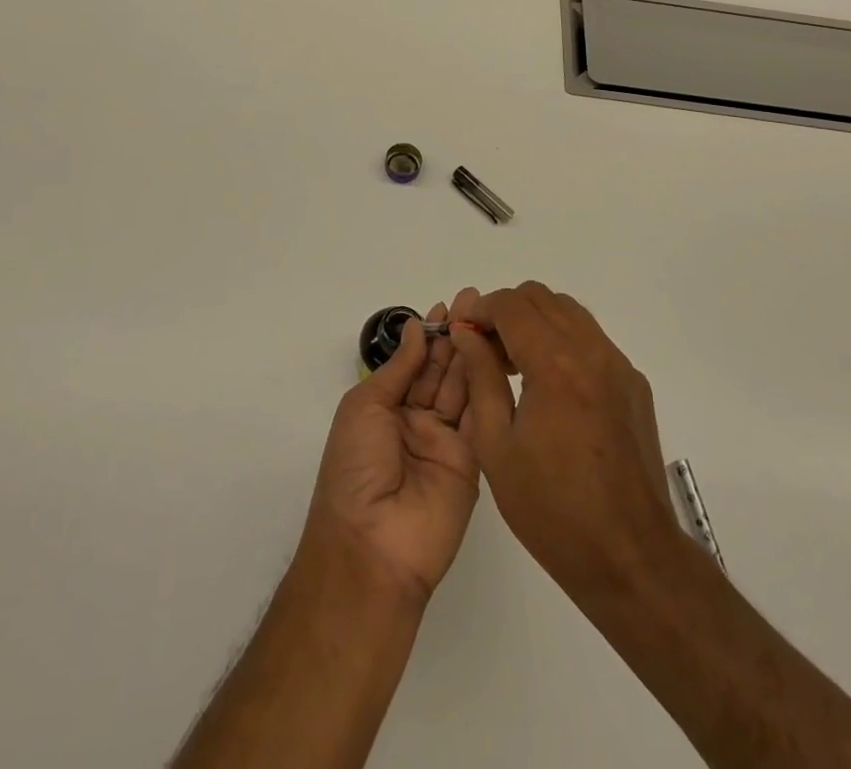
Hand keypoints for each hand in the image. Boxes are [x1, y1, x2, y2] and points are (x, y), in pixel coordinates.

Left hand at [300, 304, 478, 602]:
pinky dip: (488, 387)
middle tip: (476, 301)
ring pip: (462, 389)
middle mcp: (417, 422)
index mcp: (385, 409)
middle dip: (455, 336)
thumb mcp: (365, 408)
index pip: (414, 363)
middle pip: (441, 371)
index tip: (448, 305)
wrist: (371, 547)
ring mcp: (446, 442)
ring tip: (488, 319)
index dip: (430, 335)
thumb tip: (417, 327)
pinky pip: (481, 418)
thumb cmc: (354, 470)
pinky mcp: (473, 462)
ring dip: (473, 354)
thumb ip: (398, 368)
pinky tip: (496, 356)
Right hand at [450, 282, 684, 600]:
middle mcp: (591, 351)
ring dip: (537, 322)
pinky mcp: (634, 384)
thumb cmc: (552, 510)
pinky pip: (592, 339)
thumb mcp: (497, 446)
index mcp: (554, 364)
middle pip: (541, 298)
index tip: (463, 331)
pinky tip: (550, 387)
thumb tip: (466, 334)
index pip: (511, 305)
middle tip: (487, 349)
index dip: (480, 310)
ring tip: (516, 365)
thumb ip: (481, 378)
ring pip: (569, 312)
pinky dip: (563, 341)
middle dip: (507, 311)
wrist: (630, 556)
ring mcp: (618, 365)